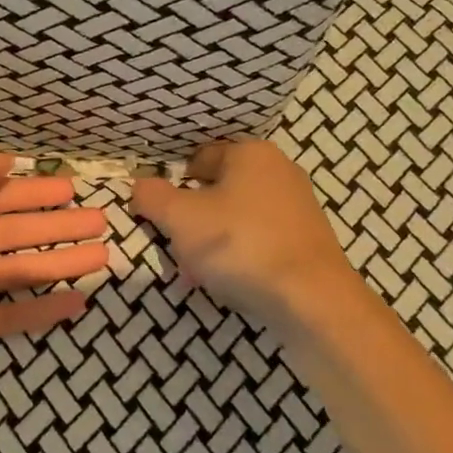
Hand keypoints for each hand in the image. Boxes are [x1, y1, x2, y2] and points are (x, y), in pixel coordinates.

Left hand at [0, 144, 108, 389]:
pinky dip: (43, 312)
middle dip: (58, 224)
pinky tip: (78, 303)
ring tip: (102, 254)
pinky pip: (11, 318)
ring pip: (22, 271)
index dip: (34, 189)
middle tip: (100, 219)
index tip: (71, 186)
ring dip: (61, 262)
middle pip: (18, 230)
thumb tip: (7, 163)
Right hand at [131, 140, 355, 328]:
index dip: (173, 186)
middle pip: (216, 191)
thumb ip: (152, 197)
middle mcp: (279, 171)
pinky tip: (226, 285)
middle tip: (175, 250)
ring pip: (235, 220)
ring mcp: (297, 208)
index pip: (197, 158)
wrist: (311, 299)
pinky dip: (238, 259)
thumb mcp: (180, 218)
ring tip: (195, 275)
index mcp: (250, 153)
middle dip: (191, 222)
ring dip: (210, 244)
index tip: (160, 217)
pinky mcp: (307, 242)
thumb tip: (140, 186)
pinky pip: (258, 242)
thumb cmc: (240, 245)